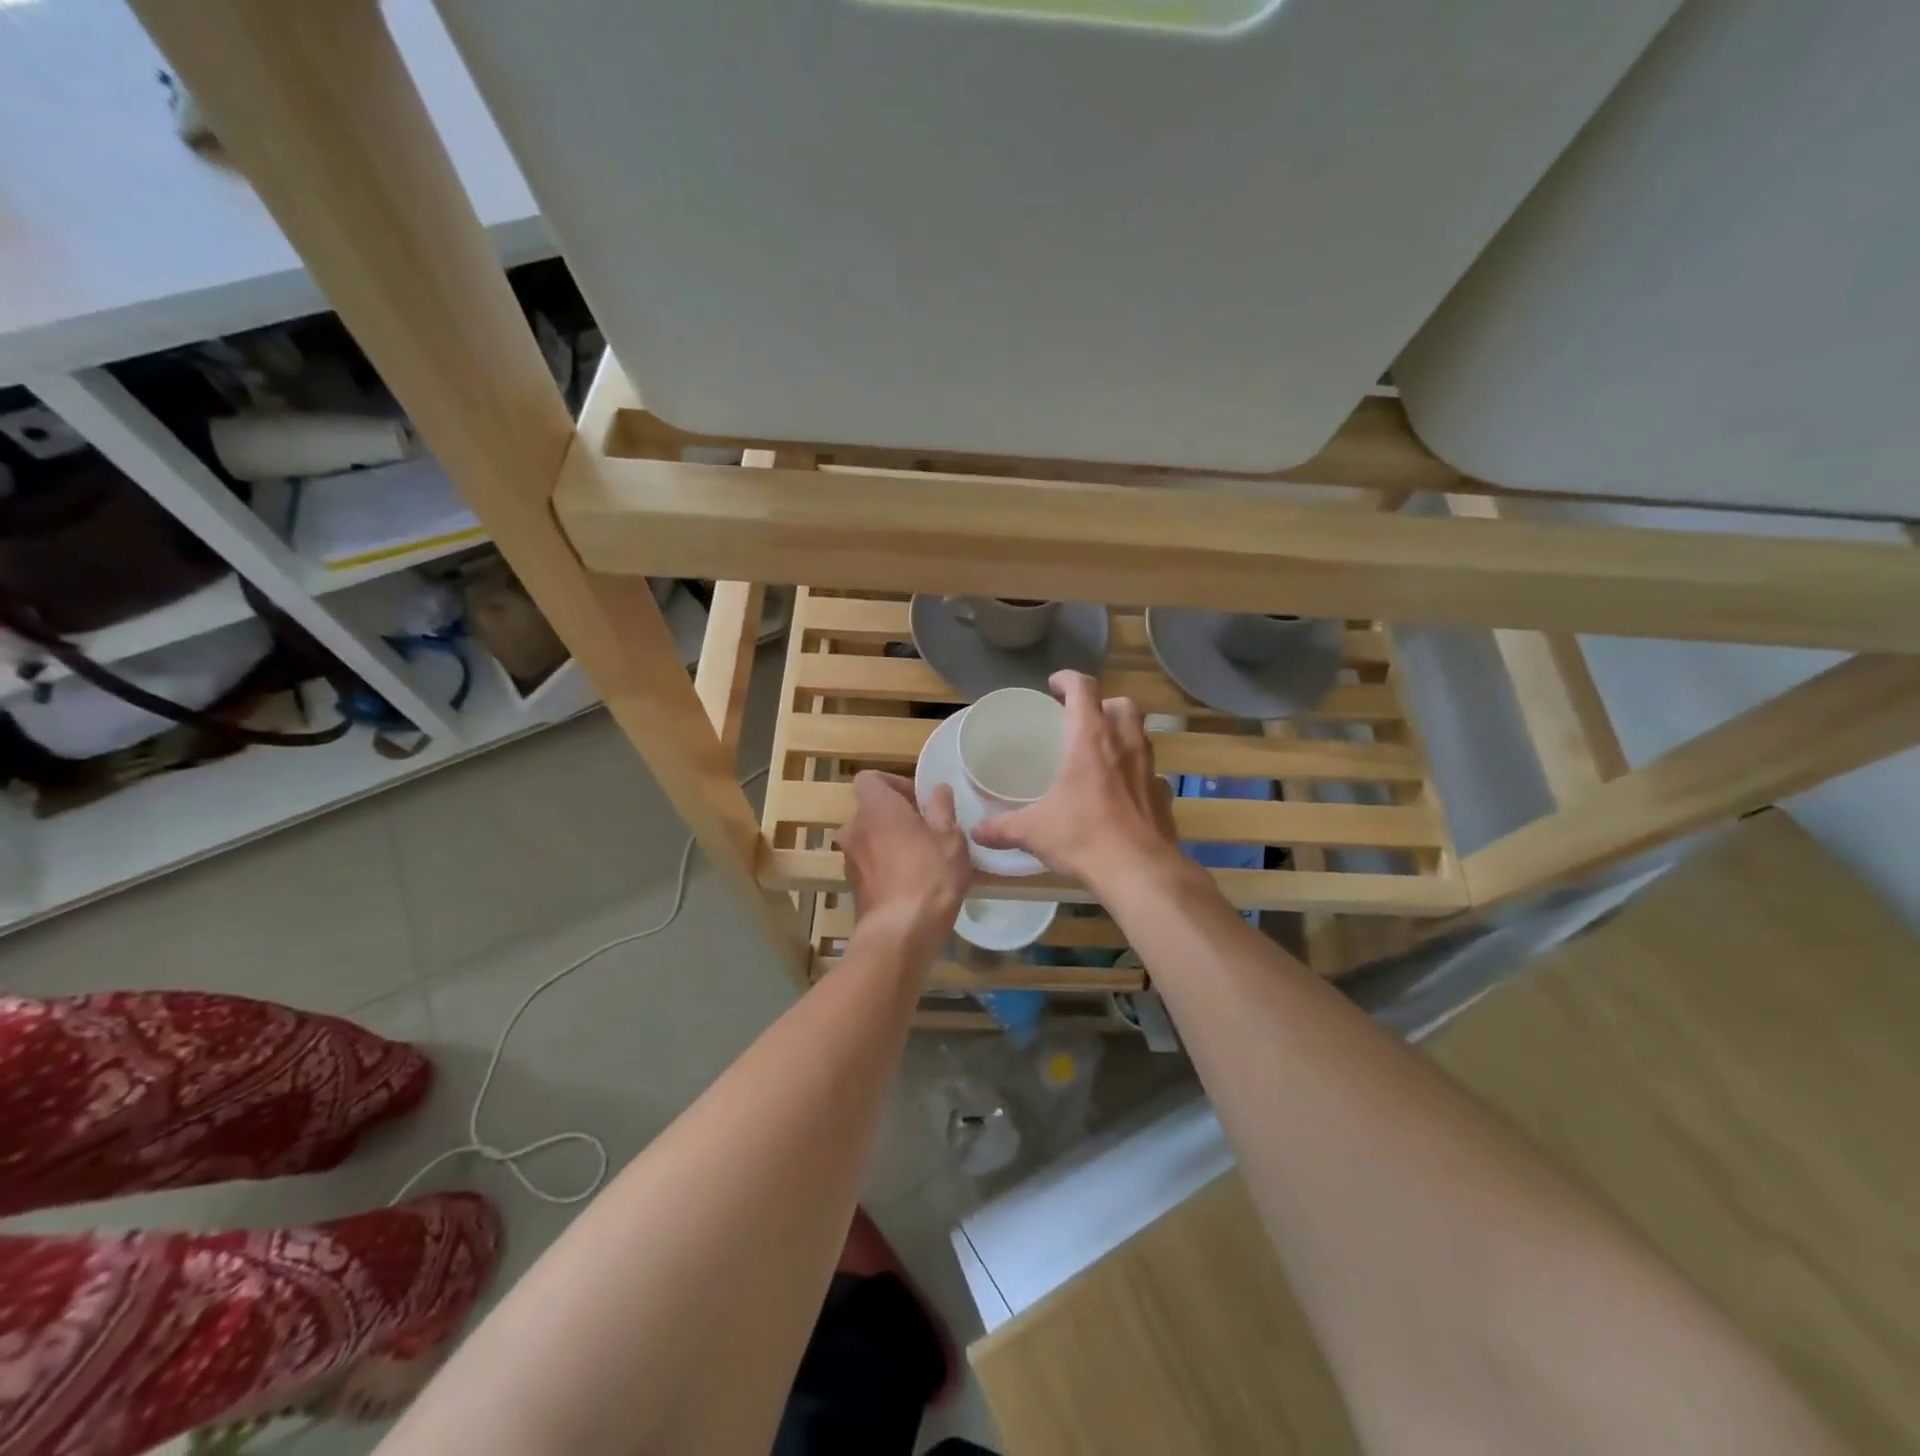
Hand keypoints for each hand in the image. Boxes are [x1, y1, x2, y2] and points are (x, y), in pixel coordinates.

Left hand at [836, 771, 971, 952]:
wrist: (901, 933)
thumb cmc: (929, 875)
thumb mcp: (950, 837)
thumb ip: (942, 808)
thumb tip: (937, 789)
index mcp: (875, 808)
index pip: (870, 779)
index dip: (894, 784)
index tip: (919, 800)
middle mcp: (854, 829)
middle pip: (871, 811)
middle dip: (896, 816)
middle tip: (928, 830)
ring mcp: (850, 860)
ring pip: (871, 840)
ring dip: (892, 843)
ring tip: (924, 858)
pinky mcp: (853, 887)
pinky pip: (871, 865)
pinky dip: (888, 866)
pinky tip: (915, 882)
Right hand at [973, 671, 1182, 893]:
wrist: (1138, 870)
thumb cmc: (1082, 836)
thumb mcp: (1033, 831)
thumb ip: (1002, 827)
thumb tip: (976, 832)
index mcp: (1090, 739)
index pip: (1083, 689)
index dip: (1068, 680)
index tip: (1054, 685)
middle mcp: (1124, 745)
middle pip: (1122, 705)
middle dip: (1103, 705)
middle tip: (1083, 721)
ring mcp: (1149, 769)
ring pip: (1141, 735)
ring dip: (1124, 735)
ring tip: (1103, 754)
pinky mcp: (1163, 796)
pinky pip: (1152, 774)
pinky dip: (1138, 775)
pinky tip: (1124, 793)